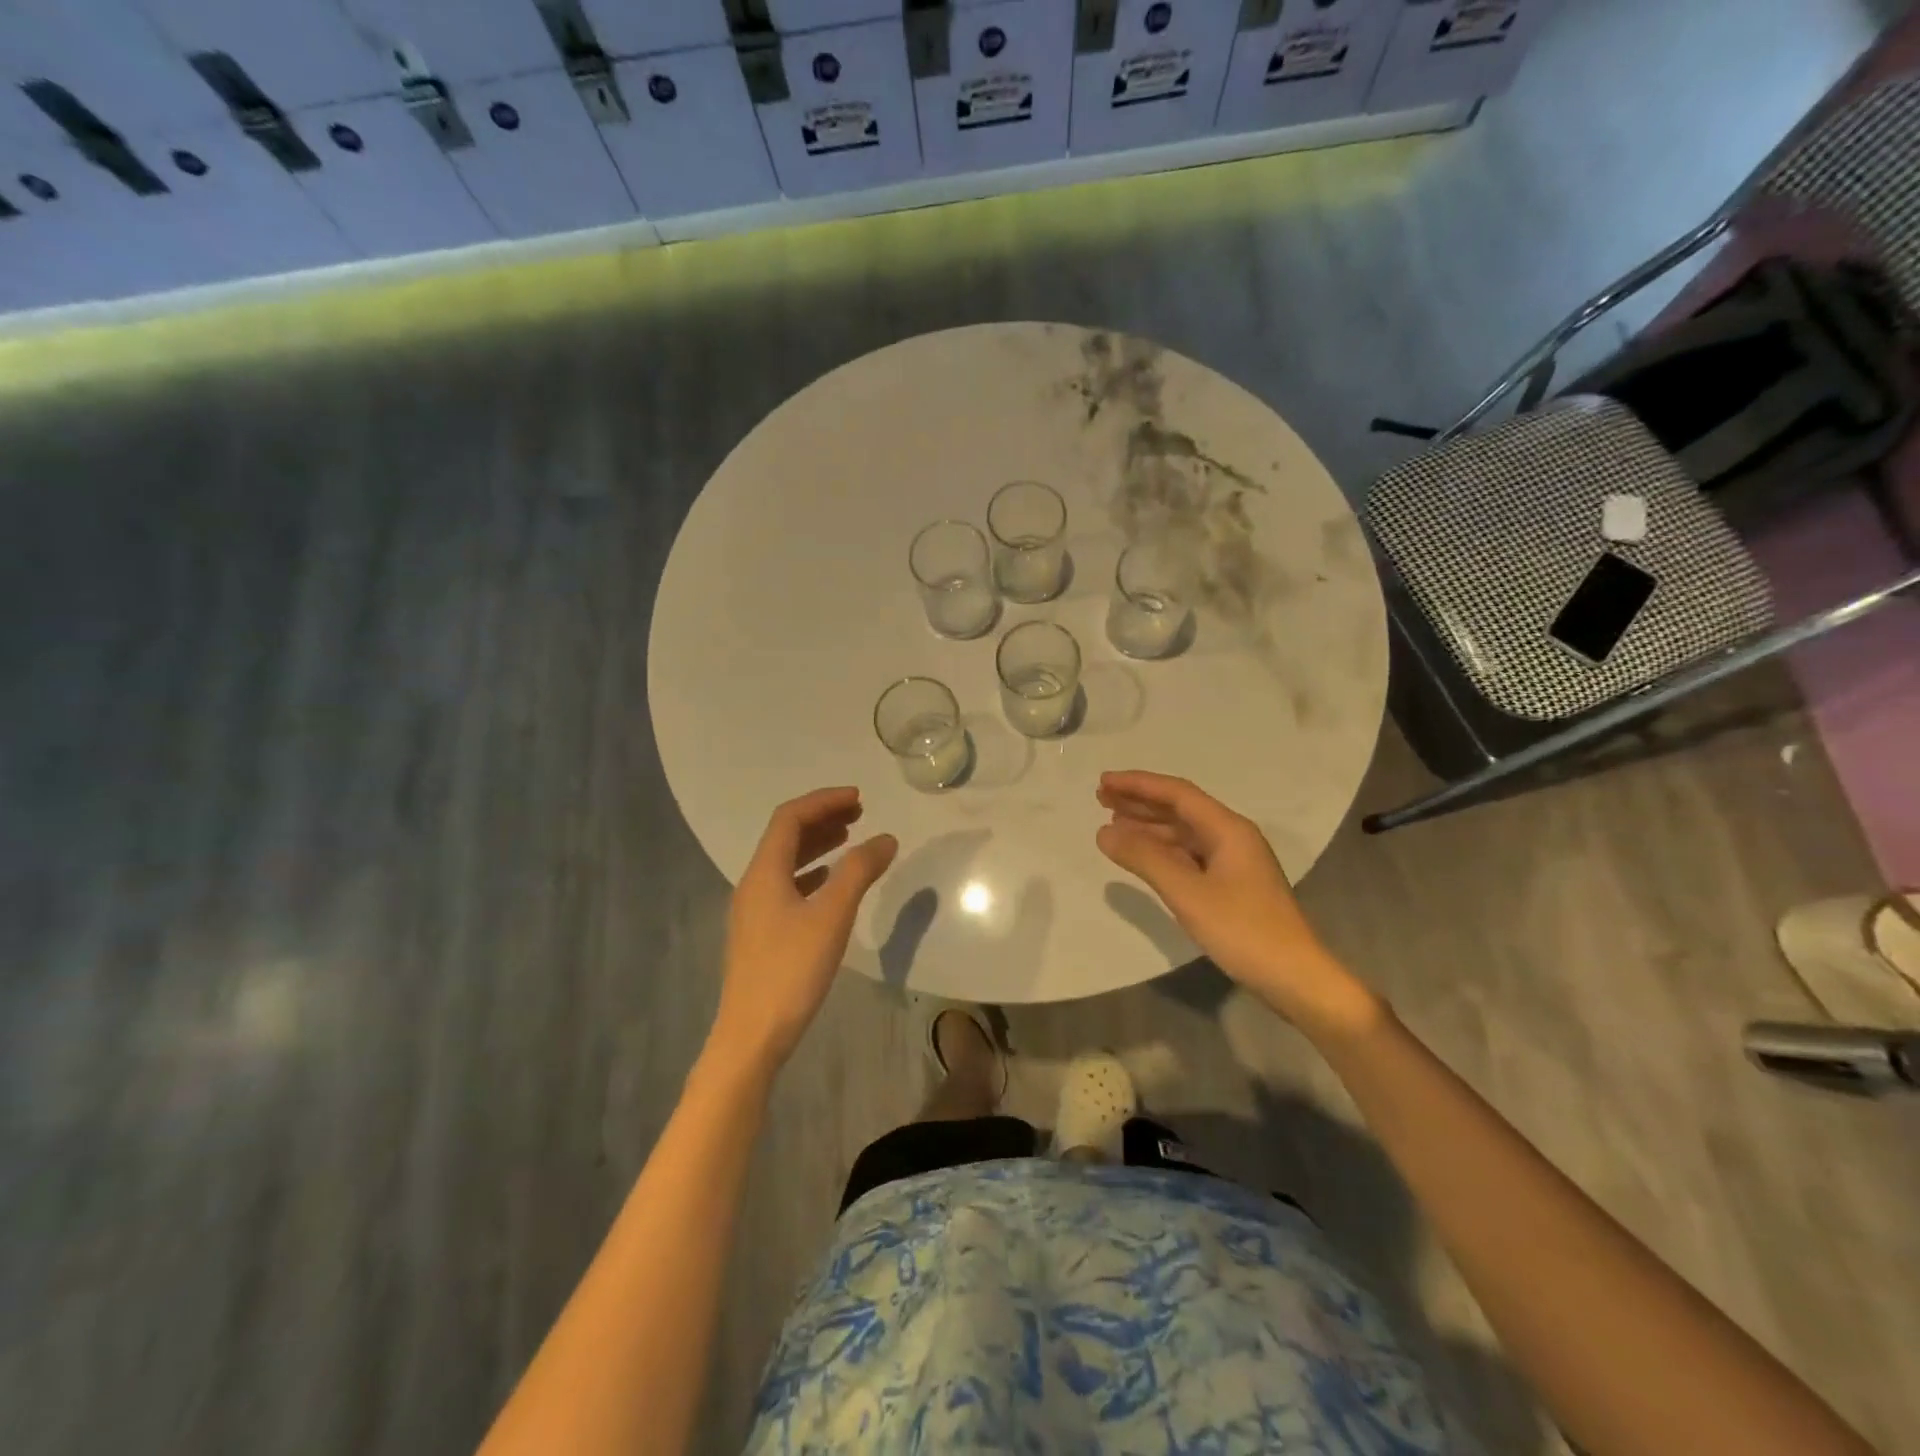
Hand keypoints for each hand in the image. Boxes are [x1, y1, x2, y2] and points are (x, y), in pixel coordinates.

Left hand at [710, 787, 897, 1072]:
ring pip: (786, 862)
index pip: (790, 818)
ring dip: (817, 844)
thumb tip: (885, 838)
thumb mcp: (832, 916)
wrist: (752, 1036)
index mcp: (764, 872)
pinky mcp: (760, 934)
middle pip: (785, 836)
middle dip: (822, 818)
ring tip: (850, 838)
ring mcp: (753, 910)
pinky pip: (786, 886)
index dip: (823, 801)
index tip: (859, 798)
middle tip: (859, 813)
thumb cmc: (791, 970)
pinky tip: (830, 883)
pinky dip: (811, 873)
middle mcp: (753, 884)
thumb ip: (859, 872)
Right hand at [1095, 770, 1377, 1035]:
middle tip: (1101, 798)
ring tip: (1112, 823)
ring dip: (1149, 826)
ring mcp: (1233, 862)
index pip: (1177, 793)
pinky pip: (1189, 854)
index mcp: (1228, 829)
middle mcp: (1232, 837)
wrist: (1295, 978)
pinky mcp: (1231, 885)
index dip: (1138, 784)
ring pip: (1184, 833)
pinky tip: (1142, 856)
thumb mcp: (1187, 893)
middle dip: (1140, 801)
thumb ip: (1144, 858)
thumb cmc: (1243, 930)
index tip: (1104, 781)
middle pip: (1180, 809)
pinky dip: (1162, 851)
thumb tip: (1104, 832)